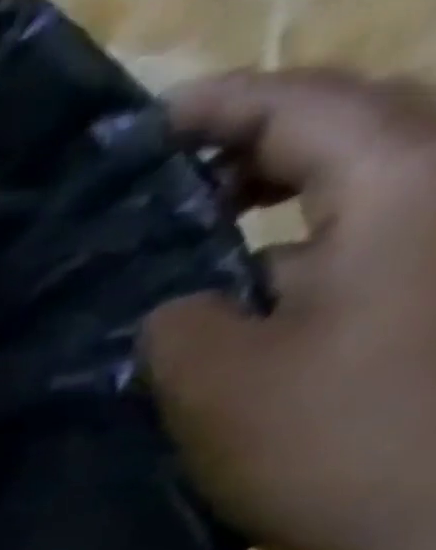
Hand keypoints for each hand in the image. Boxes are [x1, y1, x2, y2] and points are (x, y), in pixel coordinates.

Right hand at [142, 70, 435, 549]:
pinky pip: (381, 249)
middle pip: (356, 133)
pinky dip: (311, 263)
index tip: (140, 130)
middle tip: (168, 193)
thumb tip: (180, 304)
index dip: (214, 110)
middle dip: (256, 152)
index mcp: (409, 185)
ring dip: (281, 213)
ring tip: (197, 254)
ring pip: (370, 195)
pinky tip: (251, 308)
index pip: (304, 106)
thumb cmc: (336, 442)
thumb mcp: (212, 383)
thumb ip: (174, 322)